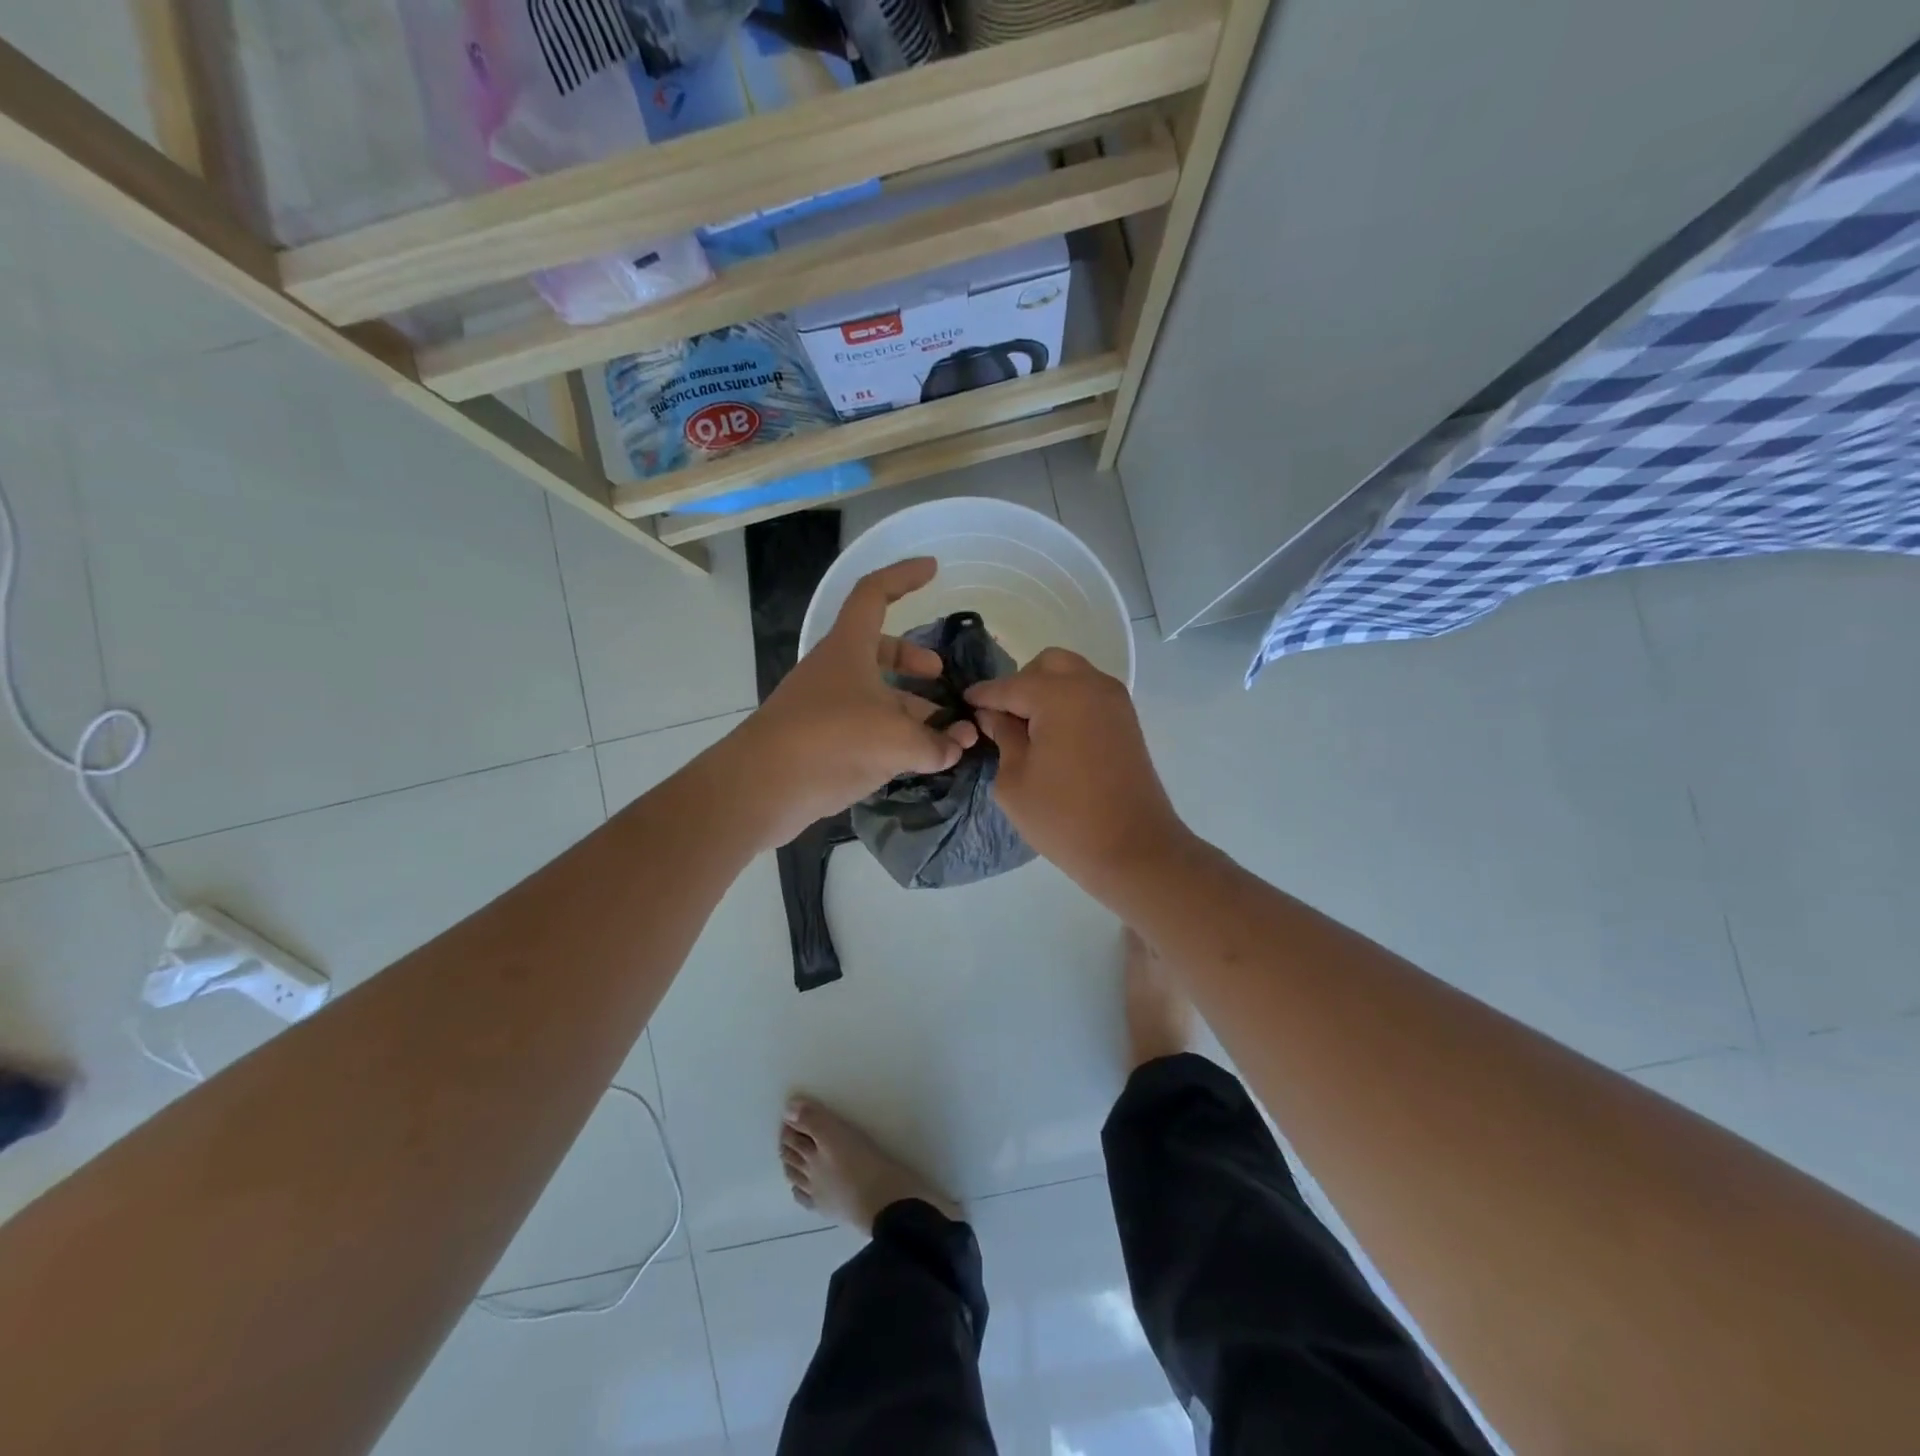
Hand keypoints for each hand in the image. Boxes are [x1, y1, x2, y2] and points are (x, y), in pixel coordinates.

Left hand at [734, 558, 976, 848]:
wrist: (762, 787)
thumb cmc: (831, 741)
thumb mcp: (896, 739)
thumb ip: (935, 742)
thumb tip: (958, 745)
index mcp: (848, 648)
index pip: (875, 594)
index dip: (904, 576)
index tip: (933, 569)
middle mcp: (835, 671)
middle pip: (877, 649)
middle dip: (912, 659)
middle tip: (939, 675)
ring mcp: (825, 707)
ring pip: (874, 694)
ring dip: (910, 707)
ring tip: (945, 734)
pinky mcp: (821, 742)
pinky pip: (865, 728)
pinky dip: (894, 736)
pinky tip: (918, 760)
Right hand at [966, 648, 1190, 892]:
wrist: (1134, 849)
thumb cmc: (1064, 818)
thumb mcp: (1015, 781)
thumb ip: (1002, 737)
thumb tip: (993, 715)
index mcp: (1059, 695)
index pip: (1009, 686)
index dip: (983, 696)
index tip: (963, 703)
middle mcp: (1090, 685)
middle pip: (1047, 665)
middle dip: (1020, 683)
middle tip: (1003, 718)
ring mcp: (1115, 701)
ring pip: (1072, 675)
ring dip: (1047, 690)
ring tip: (1028, 728)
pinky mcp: (1127, 720)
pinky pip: (1089, 694)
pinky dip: (1068, 702)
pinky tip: (1054, 734)